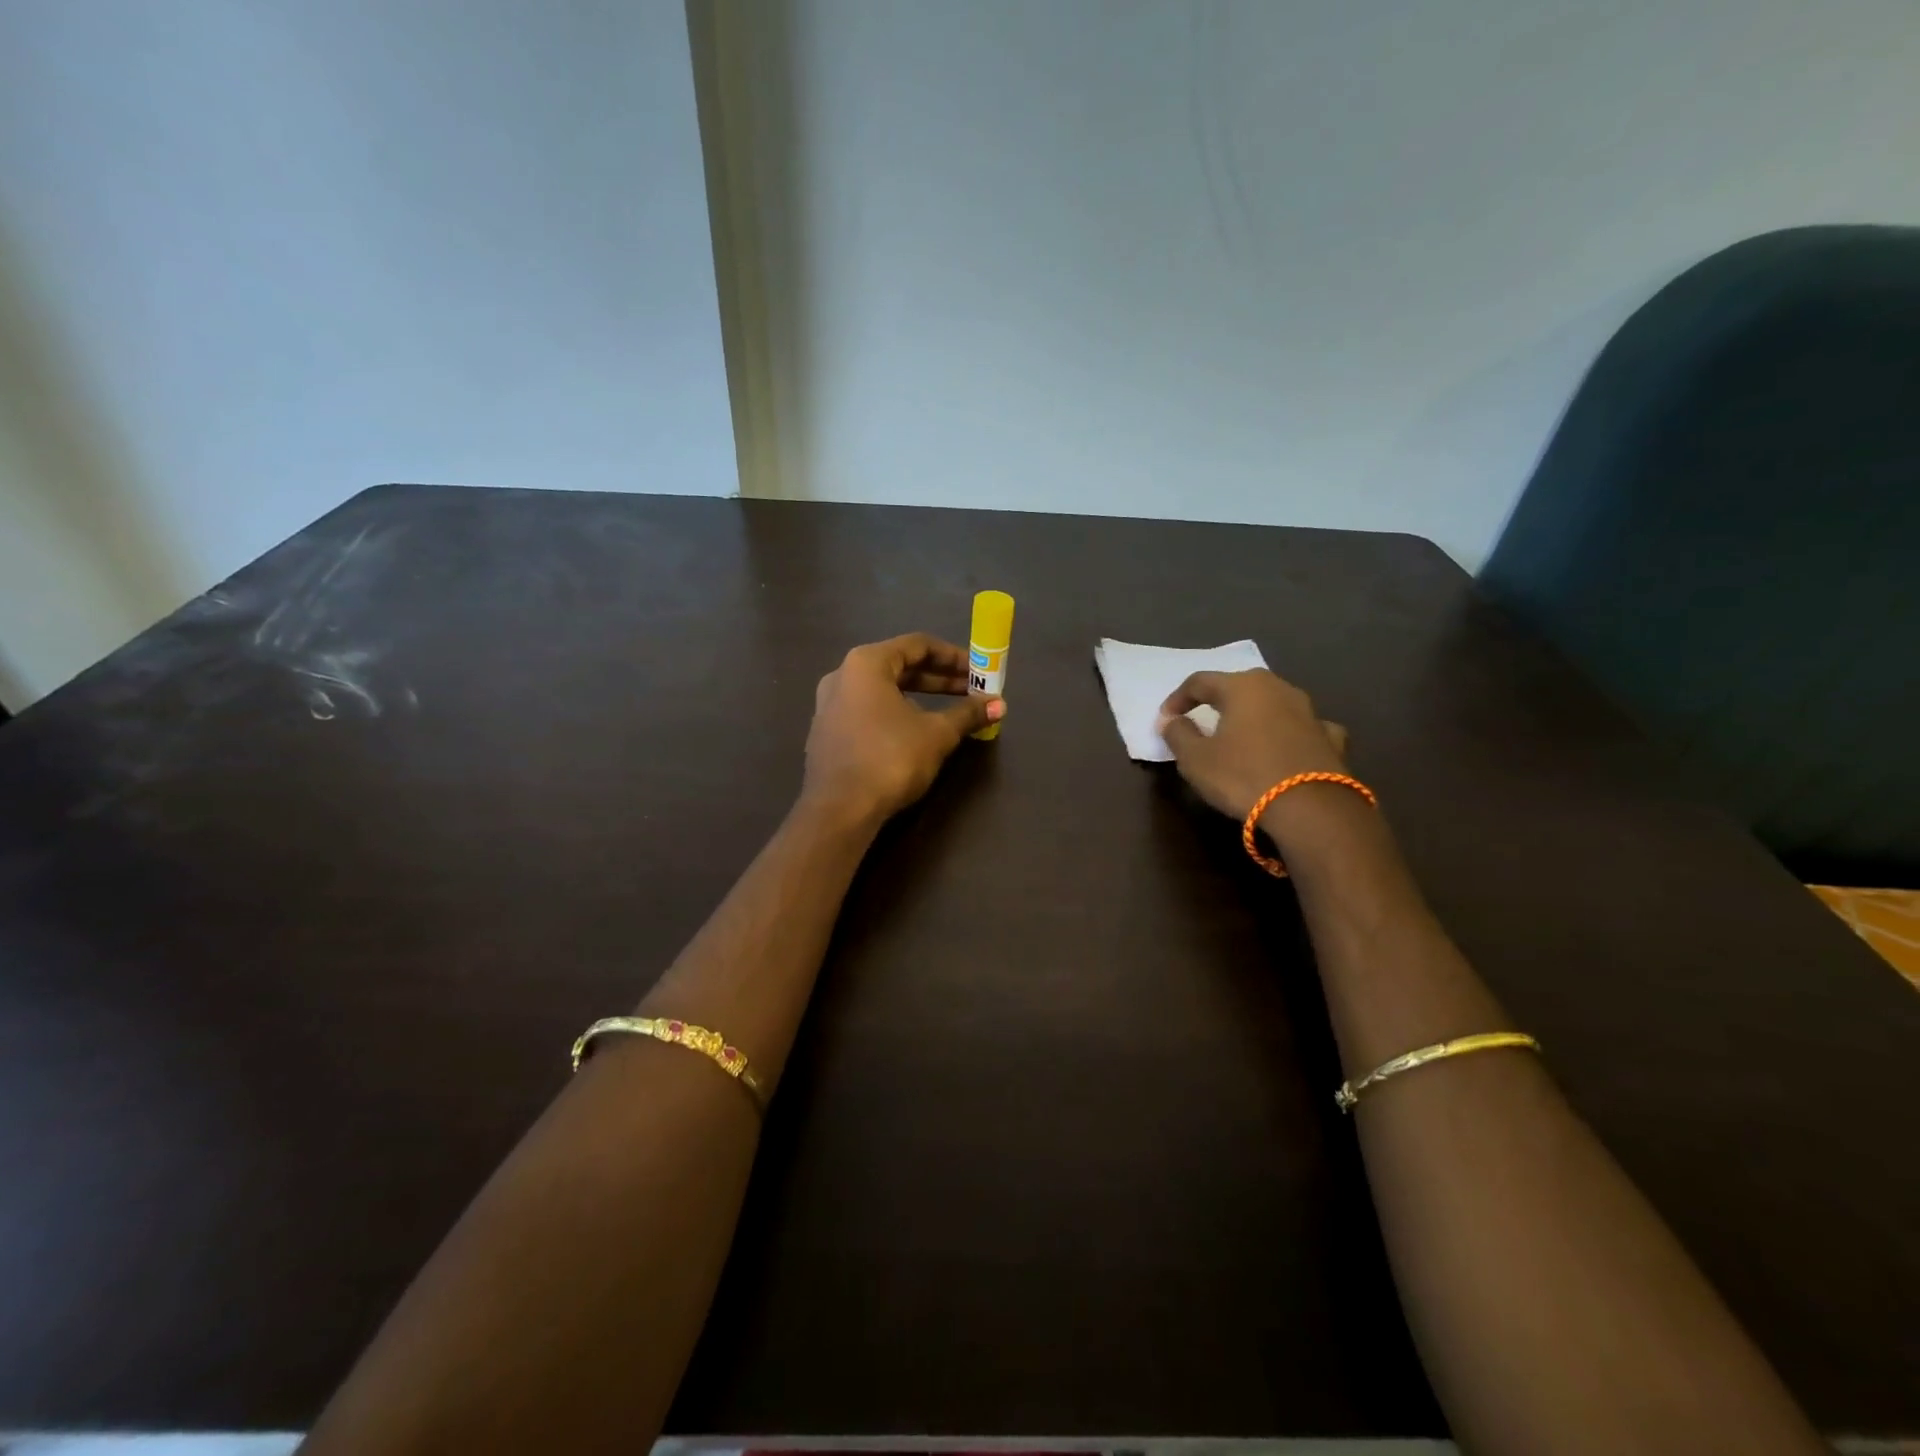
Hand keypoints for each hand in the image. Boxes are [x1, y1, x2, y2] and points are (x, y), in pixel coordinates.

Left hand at [802, 633, 1003, 824]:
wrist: (839, 809)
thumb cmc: (890, 758)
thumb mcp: (937, 734)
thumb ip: (967, 714)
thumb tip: (999, 704)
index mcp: (866, 663)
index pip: (917, 645)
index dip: (953, 656)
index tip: (979, 671)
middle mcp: (842, 675)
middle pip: (898, 666)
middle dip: (938, 679)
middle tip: (970, 691)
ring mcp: (829, 705)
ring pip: (882, 690)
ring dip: (918, 697)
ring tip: (948, 712)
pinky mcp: (827, 733)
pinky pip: (868, 711)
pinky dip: (895, 713)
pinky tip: (915, 733)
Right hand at [1157, 669, 1349, 820]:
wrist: (1311, 809)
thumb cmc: (1243, 776)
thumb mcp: (1195, 760)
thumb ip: (1178, 735)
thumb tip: (1171, 720)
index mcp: (1242, 687)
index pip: (1199, 682)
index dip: (1177, 699)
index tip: (1165, 720)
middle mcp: (1278, 689)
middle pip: (1239, 686)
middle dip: (1218, 701)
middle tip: (1202, 719)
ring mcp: (1310, 712)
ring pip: (1273, 704)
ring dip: (1254, 715)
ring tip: (1241, 735)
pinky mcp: (1331, 738)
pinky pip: (1302, 728)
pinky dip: (1289, 733)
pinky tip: (1286, 747)